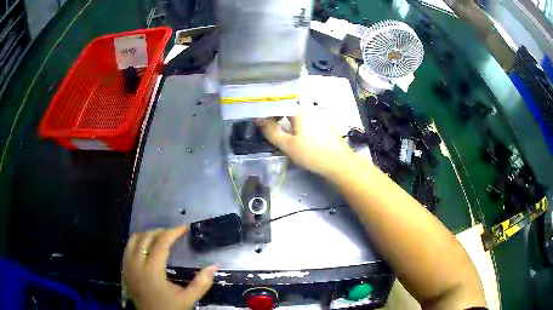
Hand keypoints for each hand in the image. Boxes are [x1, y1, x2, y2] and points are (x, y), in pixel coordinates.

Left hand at [123, 226, 215, 309]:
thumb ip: (201, 283)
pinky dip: (138, 242)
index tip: (184, 228)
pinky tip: (147, 248)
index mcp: (152, 270)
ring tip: (160, 238)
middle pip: (146, 237)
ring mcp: (128, 266)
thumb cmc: (170, 309)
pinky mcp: (124, 270)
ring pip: (134, 240)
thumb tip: (213, 266)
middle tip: (174, 234)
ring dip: (148, 235)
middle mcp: (136, 264)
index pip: (161, 243)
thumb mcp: (188, 299)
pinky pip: (128, 248)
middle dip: (161, 232)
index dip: (173, 232)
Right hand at [256, 108, 355, 177]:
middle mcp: (310, 107)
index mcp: (300, 109)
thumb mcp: (287, 145)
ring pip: (299, 110)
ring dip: (289, 117)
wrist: (339, 163)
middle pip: (289, 104)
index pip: (279, 101)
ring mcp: (320, 114)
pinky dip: (300, 121)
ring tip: (282, 128)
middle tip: (271, 123)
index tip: (261, 118)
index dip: (268, 108)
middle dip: (278, 112)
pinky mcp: (326, 121)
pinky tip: (299, 133)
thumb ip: (271, 131)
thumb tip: (257, 118)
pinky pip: (308, 117)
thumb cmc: (312, 154)